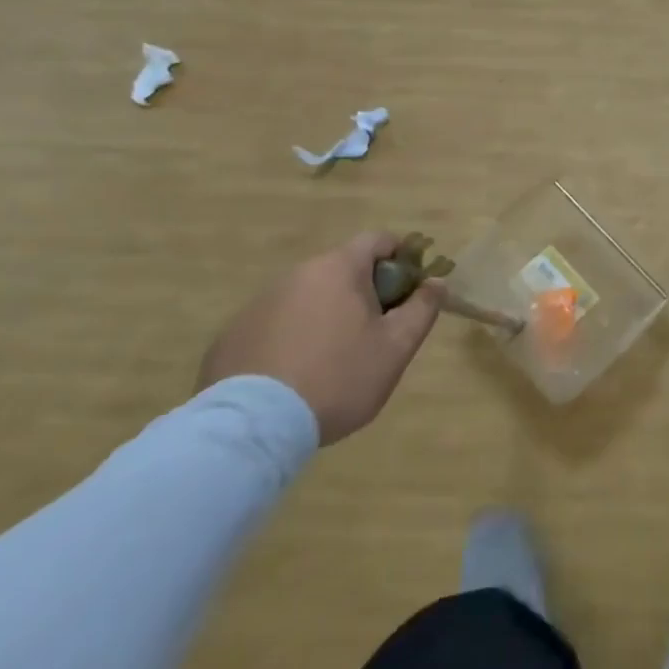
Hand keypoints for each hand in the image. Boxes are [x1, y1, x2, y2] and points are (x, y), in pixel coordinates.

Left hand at [198, 231, 442, 446]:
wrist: (253, 428)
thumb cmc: (338, 378)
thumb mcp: (396, 347)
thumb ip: (422, 309)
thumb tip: (436, 283)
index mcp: (338, 268)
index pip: (378, 240)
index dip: (401, 257)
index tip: (410, 290)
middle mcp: (297, 274)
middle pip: (342, 269)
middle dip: (365, 292)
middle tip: (377, 333)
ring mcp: (259, 303)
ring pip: (308, 297)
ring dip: (327, 315)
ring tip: (334, 361)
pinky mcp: (232, 335)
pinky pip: (276, 324)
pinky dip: (293, 338)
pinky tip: (296, 376)